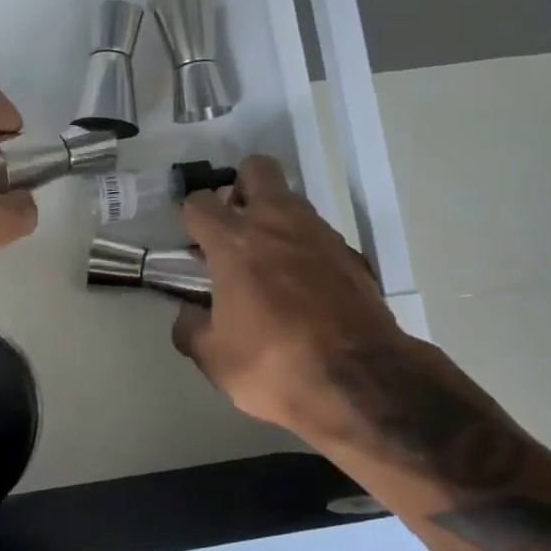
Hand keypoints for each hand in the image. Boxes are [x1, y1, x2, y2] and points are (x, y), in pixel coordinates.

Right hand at [171, 156, 403, 444]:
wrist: (361, 381)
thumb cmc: (274, 365)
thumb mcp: (214, 358)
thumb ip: (191, 329)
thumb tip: (188, 316)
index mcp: (235, 242)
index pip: (200, 203)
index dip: (191, 218)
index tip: (194, 243)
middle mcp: (277, 224)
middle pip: (257, 169)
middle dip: (241, 187)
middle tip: (235, 226)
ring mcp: (320, 235)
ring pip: (291, 201)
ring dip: (275, 218)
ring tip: (268, 262)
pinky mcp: (352, 255)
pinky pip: (319, 236)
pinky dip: (305, 249)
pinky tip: (304, 288)